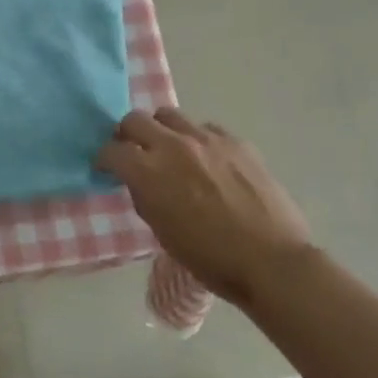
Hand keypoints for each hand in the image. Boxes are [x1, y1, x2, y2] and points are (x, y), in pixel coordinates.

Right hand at [96, 109, 312, 307]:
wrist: (273, 262)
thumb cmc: (211, 258)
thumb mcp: (163, 232)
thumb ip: (144, 197)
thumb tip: (138, 180)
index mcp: (148, 172)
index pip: (111, 150)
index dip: (105, 159)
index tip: (107, 168)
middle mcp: (172, 146)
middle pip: (134, 120)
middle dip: (127, 135)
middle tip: (134, 152)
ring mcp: (206, 139)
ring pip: (169, 115)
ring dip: (162, 130)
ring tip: (170, 150)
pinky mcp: (236, 142)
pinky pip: (206, 128)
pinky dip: (198, 140)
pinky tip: (207, 161)